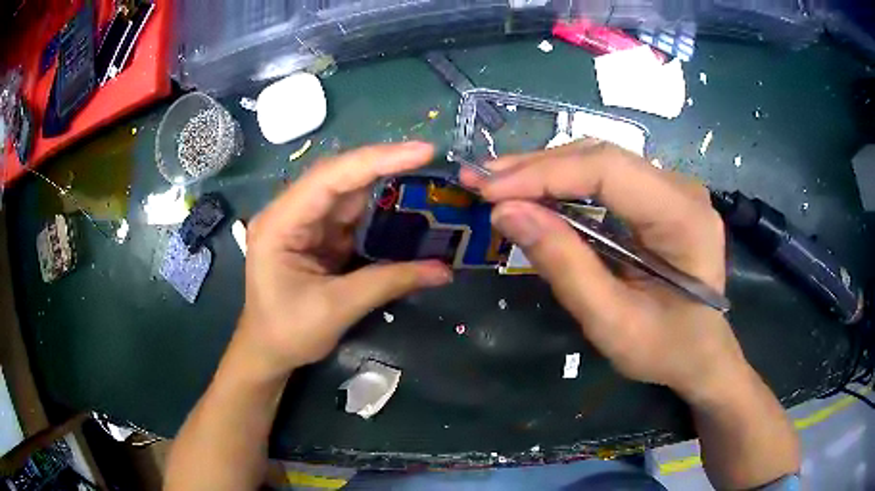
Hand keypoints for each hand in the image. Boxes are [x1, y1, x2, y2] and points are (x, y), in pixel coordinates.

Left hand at [237, 142, 451, 379]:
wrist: (268, 352)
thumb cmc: (288, 332)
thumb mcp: (336, 308)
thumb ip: (388, 282)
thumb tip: (443, 270)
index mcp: (280, 223)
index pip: (330, 178)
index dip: (376, 160)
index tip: (421, 151)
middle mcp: (290, 213)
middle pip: (341, 178)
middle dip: (386, 166)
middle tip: (431, 158)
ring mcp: (305, 223)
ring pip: (350, 194)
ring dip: (387, 187)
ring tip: (428, 177)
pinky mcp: (319, 236)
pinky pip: (353, 216)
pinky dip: (381, 212)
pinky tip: (409, 206)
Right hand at [461, 141, 746, 399]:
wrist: (702, 354)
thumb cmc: (666, 349)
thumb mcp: (612, 323)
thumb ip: (565, 267)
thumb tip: (507, 213)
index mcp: (683, 217)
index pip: (608, 171)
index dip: (544, 174)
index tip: (489, 191)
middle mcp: (681, 188)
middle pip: (602, 157)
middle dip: (537, 168)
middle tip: (481, 182)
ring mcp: (672, 187)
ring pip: (600, 161)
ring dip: (546, 171)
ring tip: (498, 184)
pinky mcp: (659, 196)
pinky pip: (606, 177)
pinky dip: (564, 184)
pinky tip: (534, 192)